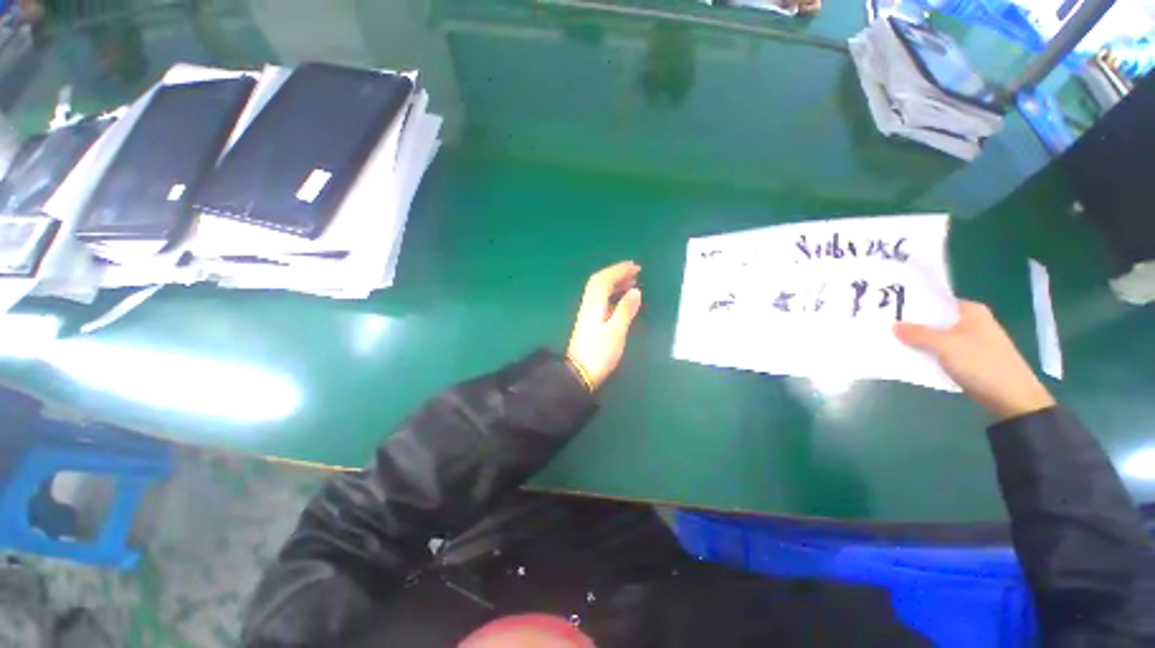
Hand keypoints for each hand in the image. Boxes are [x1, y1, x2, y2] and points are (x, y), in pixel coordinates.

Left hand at [566, 261, 642, 390]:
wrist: (580, 373)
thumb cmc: (600, 353)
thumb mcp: (616, 331)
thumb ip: (625, 310)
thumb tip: (635, 290)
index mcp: (594, 304)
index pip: (604, 280)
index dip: (618, 270)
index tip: (635, 266)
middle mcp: (589, 305)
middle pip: (599, 282)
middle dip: (616, 273)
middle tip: (635, 271)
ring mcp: (589, 314)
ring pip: (600, 291)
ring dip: (615, 283)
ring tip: (632, 282)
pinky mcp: (591, 322)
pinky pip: (602, 300)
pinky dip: (613, 295)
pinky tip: (622, 300)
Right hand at [895, 300, 1054, 420]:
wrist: (1011, 398)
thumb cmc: (981, 363)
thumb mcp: (946, 346)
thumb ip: (918, 334)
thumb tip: (893, 326)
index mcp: (971, 311)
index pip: (937, 302)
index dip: (914, 305)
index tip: (889, 309)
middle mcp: (972, 323)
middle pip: (936, 320)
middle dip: (913, 325)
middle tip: (885, 326)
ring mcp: (972, 342)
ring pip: (938, 338)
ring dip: (919, 342)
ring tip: (893, 342)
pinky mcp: (970, 359)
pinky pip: (942, 352)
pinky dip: (929, 354)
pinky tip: (912, 358)